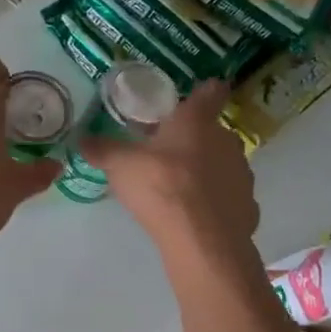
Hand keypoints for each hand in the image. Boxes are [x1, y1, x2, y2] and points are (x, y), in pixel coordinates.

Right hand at [82, 80, 260, 268]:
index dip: (203, 93)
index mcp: (197, 121)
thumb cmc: (161, 186)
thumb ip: (103, 150)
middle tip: (167, 156)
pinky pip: (228, 198)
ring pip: (223, 165)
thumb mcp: (121, 166)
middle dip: (194, 140)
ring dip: (206, 172)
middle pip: (213, 132)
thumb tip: (81, 140)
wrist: (202, 239)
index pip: (210, 92)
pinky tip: (196, 217)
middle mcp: (226, 140)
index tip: (193, 101)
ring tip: (180, 191)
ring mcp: (242, 174)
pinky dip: (215, 203)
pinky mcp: (248, 206)